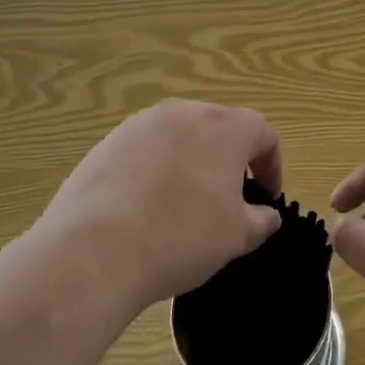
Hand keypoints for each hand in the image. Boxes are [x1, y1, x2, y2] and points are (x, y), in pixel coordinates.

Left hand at [42, 100, 283, 313]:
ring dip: (190, 161)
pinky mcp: (108, 142)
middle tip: (227, 197)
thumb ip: (260, 220)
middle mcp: (186, 113)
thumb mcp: (236, 238)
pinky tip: (144, 207)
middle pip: (219, 127)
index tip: (266, 197)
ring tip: (182, 202)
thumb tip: (266, 214)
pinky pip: (145, 149)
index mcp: (225, 128)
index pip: (263, 133)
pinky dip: (154, 169)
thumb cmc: (180, 238)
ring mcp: (142, 123)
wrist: (93, 252)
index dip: (271, 165)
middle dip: (229, 159)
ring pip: (180, 135)